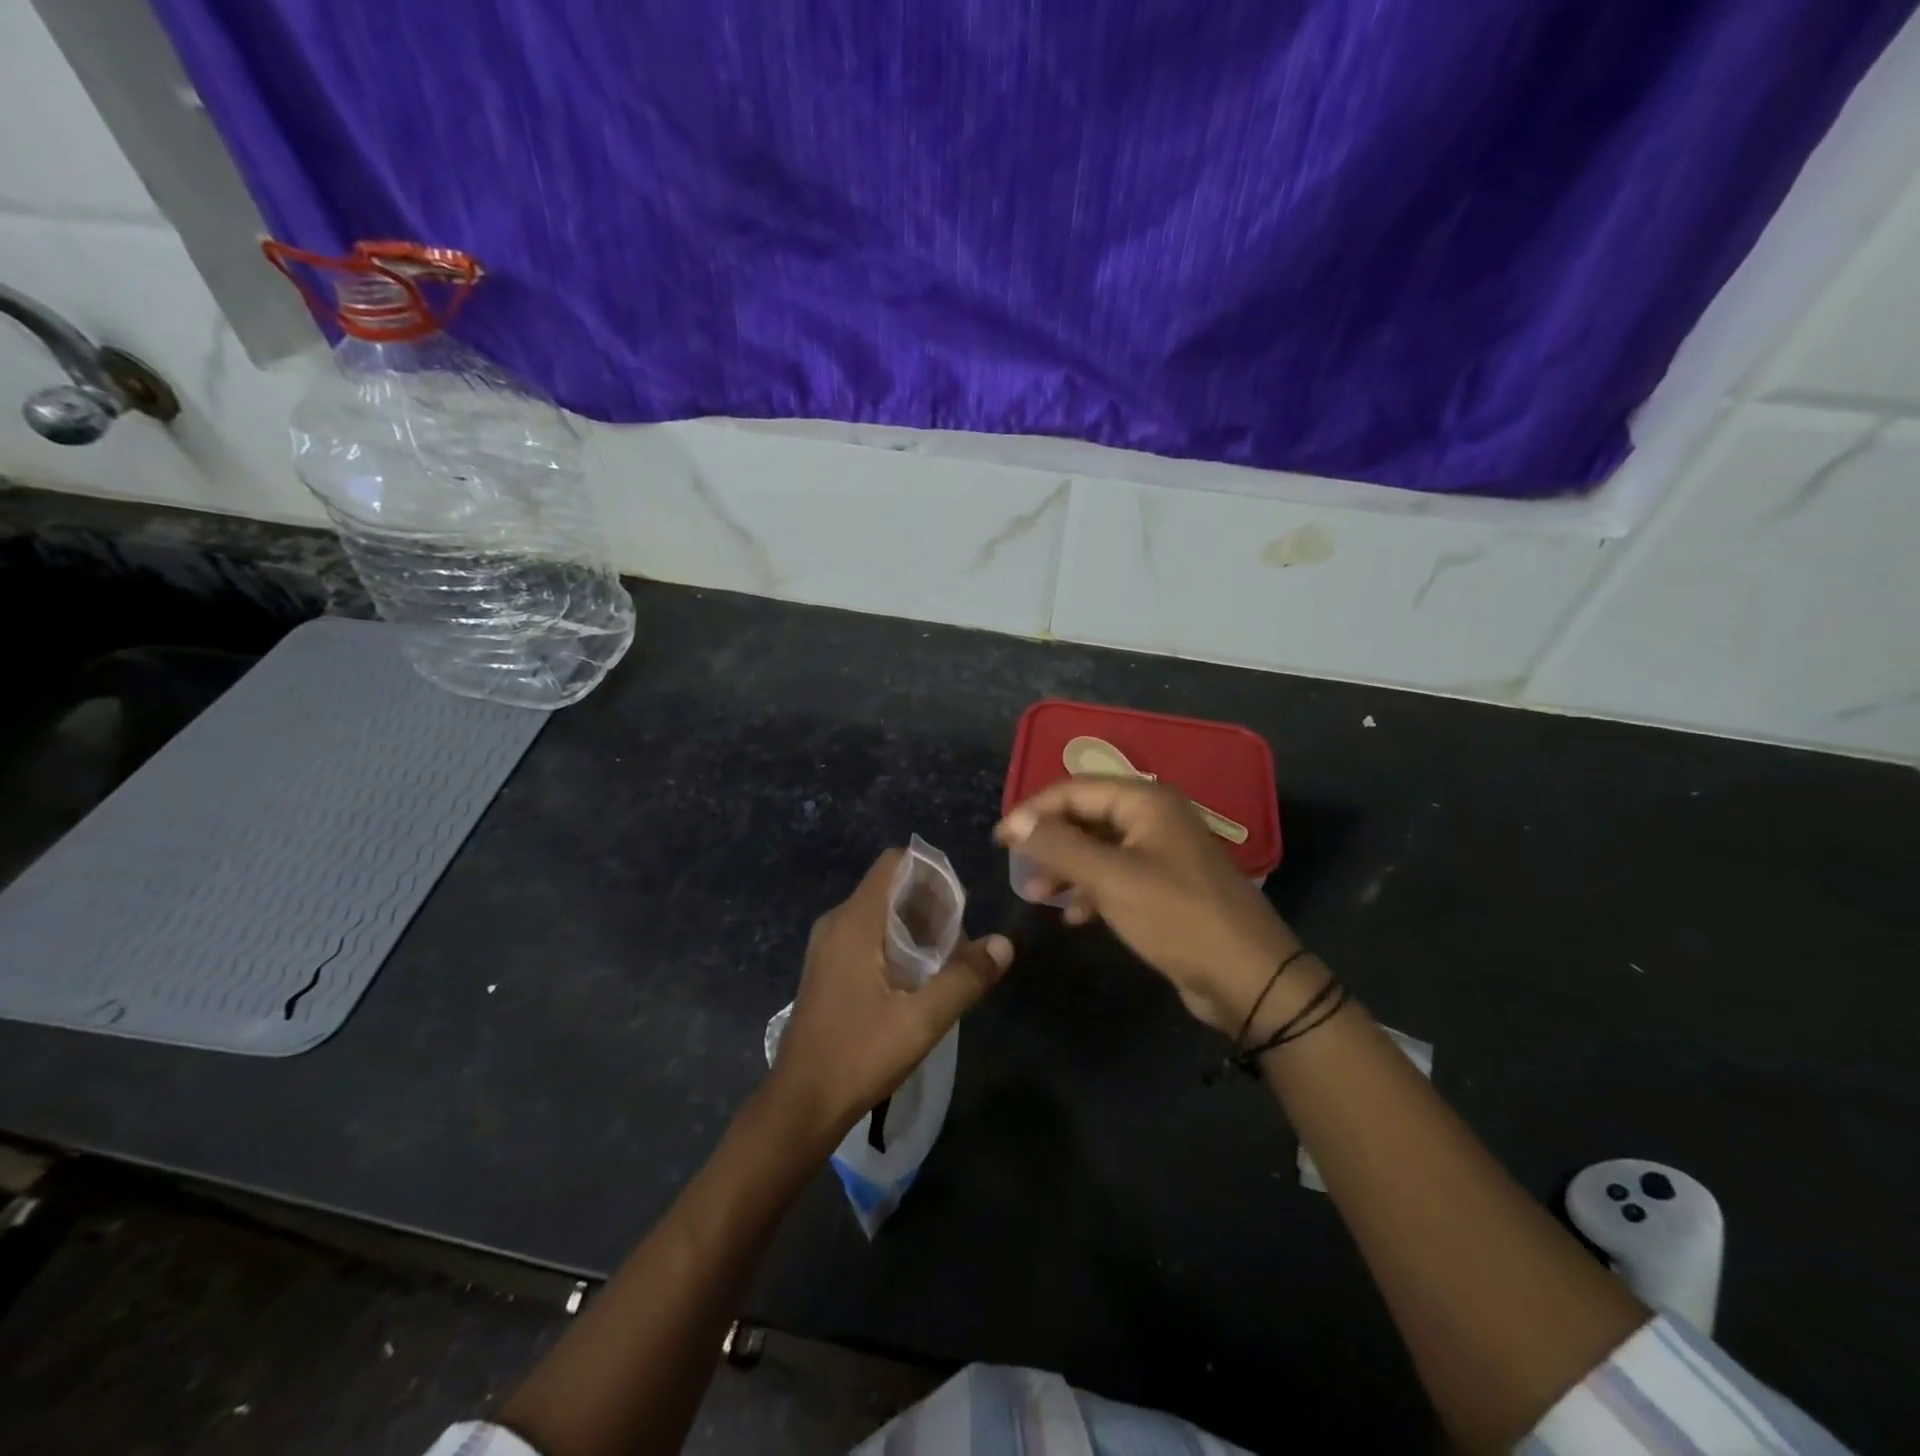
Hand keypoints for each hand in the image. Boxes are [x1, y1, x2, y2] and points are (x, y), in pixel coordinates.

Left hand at [768, 849, 1013, 1145]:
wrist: (800, 1104)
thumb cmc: (858, 1055)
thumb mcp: (921, 1020)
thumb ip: (964, 978)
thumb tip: (1004, 943)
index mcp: (854, 921)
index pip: (894, 863)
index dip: (931, 872)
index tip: (961, 903)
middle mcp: (837, 923)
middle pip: (890, 888)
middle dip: (930, 904)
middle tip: (961, 940)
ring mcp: (828, 947)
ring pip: (880, 914)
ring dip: (916, 927)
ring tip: (947, 960)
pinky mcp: (827, 969)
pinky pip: (867, 936)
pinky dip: (896, 943)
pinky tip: (917, 979)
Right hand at [997, 777, 1313, 1036]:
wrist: (1248, 977)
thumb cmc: (1176, 917)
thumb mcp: (1111, 879)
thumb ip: (1060, 846)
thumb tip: (1017, 823)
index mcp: (1145, 802)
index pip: (1075, 789)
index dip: (1033, 810)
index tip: (999, 839)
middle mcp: (1154, 818)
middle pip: (1087, 816)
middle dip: (1050, 840)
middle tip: (1016, 866)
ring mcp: (1162, 853)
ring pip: (1099, 849)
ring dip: (1066, 868)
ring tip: (1037, 895)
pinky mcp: (1166, 887)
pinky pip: (1117, 876)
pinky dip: (1091, 891)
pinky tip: (1073, 916)